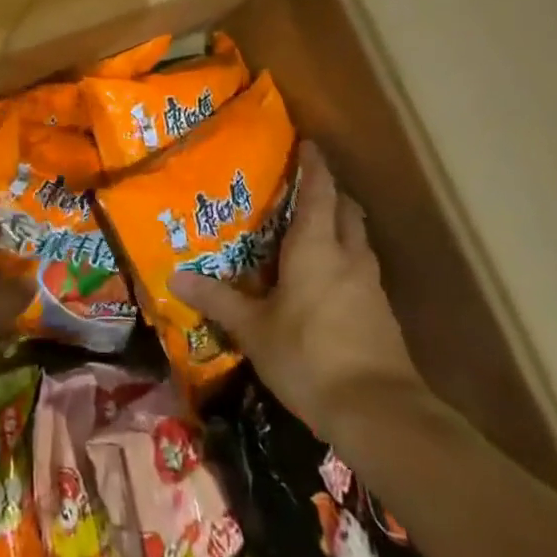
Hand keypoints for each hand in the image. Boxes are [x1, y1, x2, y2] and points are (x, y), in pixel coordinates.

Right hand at [172, 141, 422, 441]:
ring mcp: (370, 285)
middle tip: (306, 188)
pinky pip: (363, 270)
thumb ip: (217, 300)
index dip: (315, 165)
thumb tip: (174, 278)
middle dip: (331, 193)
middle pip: (346, 210)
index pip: (320, 191)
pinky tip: (329, 280)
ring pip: (358, 239)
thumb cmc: (308, 355)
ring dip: (342, 226)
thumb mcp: (253, 330)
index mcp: (316, 246)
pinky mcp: (382, 314)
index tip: (309, 144)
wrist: (379, 413)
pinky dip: (347, 260)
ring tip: (316, 230)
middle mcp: (348, 255)